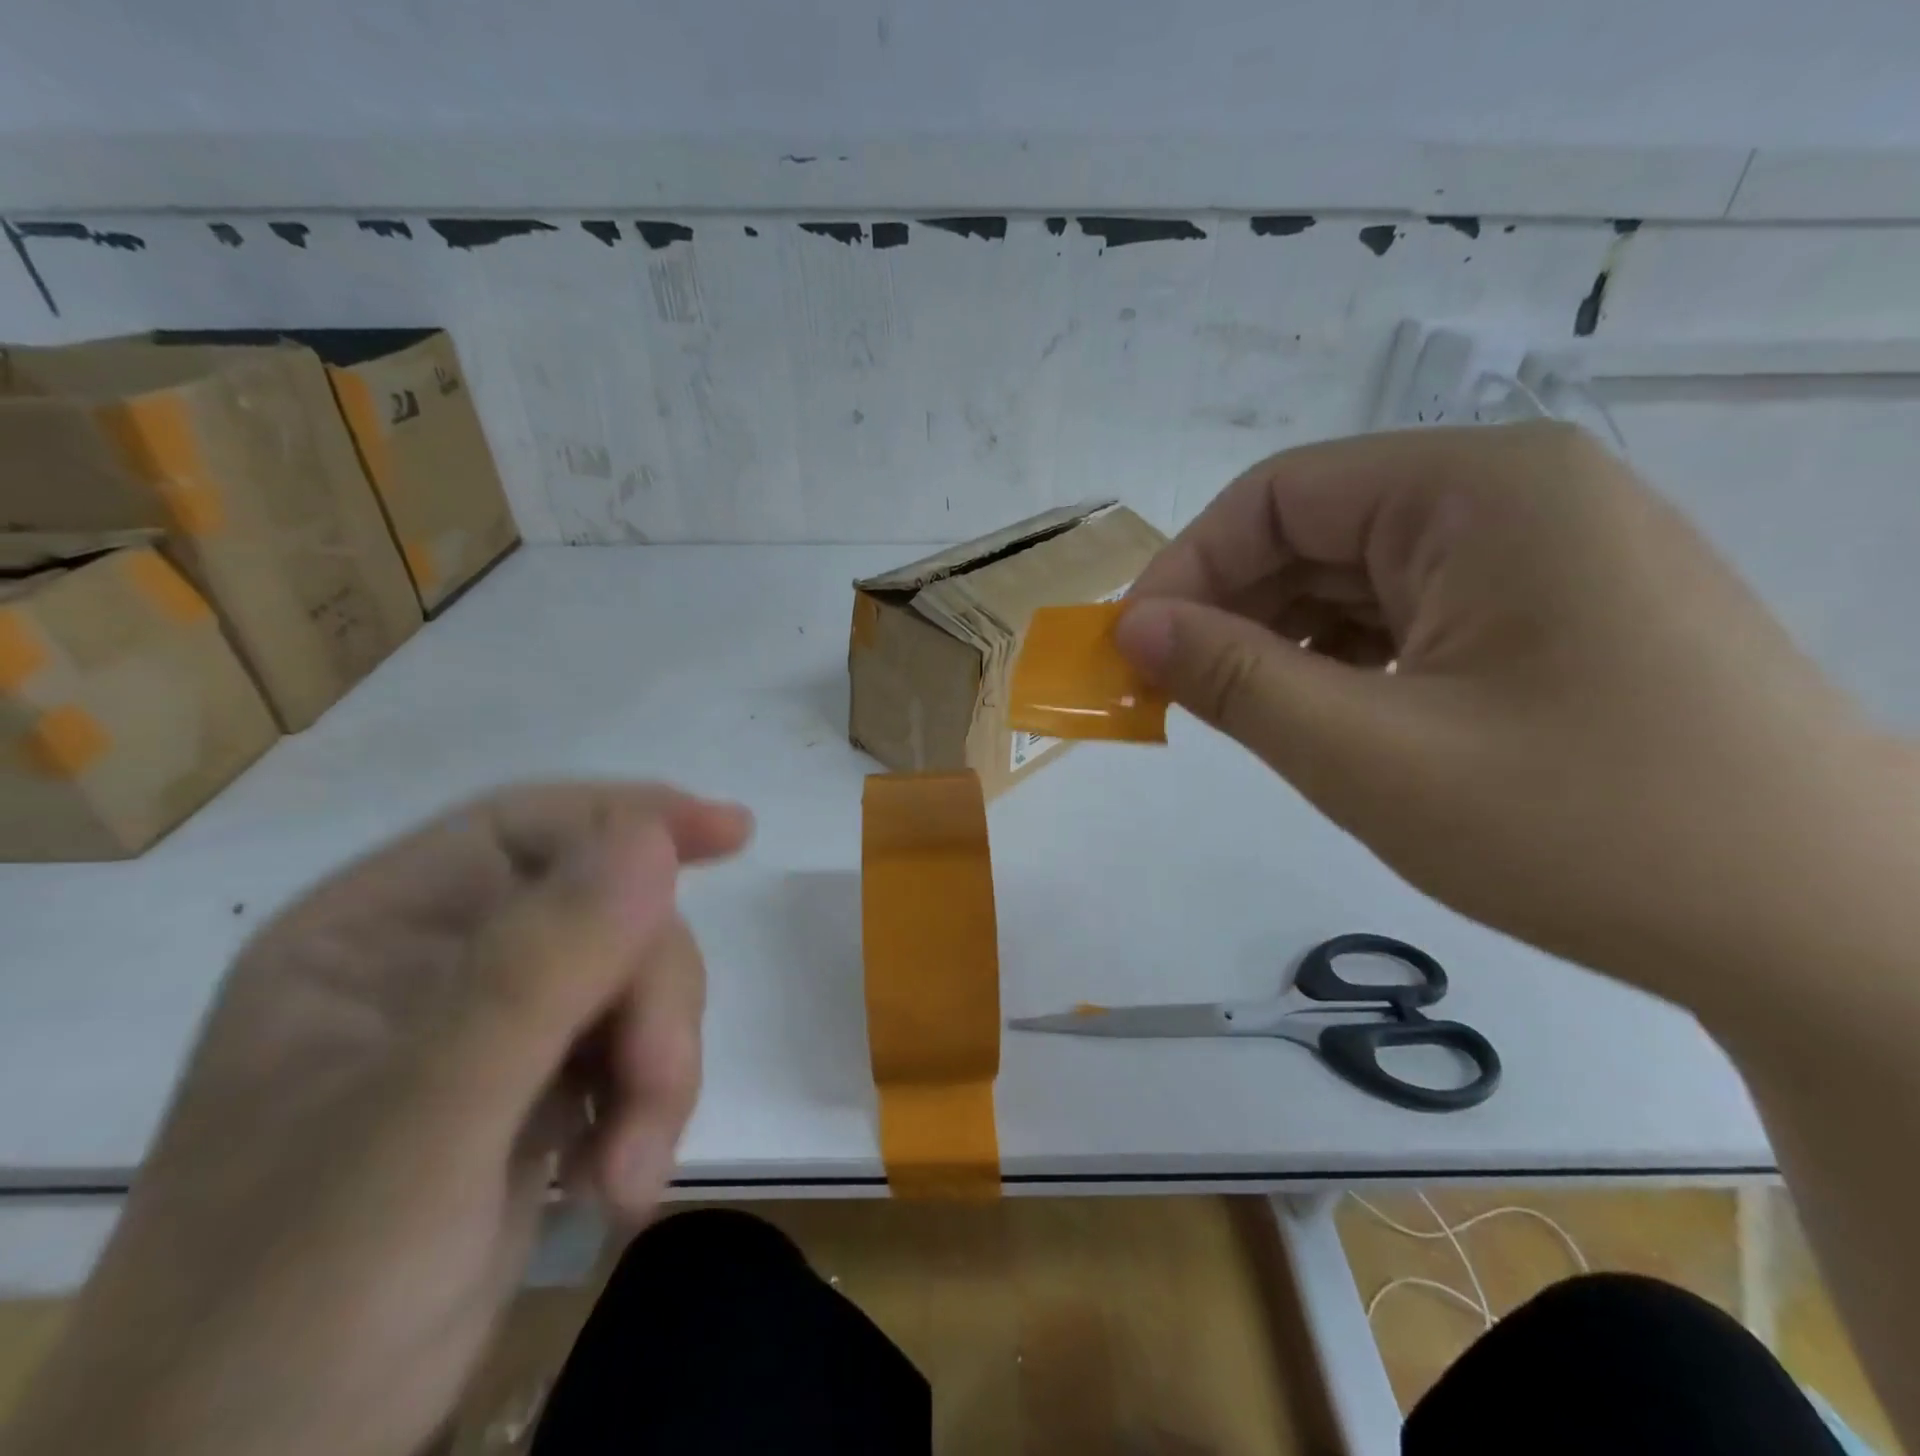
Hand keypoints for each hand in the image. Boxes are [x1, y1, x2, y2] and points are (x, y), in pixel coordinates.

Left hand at [6, 783, 752, 1455]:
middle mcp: (443, 963)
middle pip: (607, 918)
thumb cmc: (292, 1299)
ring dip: (658, 1073)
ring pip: (636, 989)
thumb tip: (652, 839)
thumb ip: (537, 972)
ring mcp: (495, 1030)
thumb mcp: (423, 1124)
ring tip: (629, 1174)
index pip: (529, 829)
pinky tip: (620, 1185)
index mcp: (382, 931)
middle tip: (654, 1089)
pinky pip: (636, 1055)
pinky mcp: (539, 1092)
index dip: (635, 818)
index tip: (732, 834)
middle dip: (651, 1000)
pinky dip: (650, 1114)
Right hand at [1117, 422, 1872, 1004]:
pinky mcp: (1555, 610)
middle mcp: (1515, 495)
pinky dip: (1343, 657)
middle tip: (1169, 692)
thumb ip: (1235, 678)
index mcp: (1479, 490)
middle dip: (1230, 608)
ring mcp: (1543, 552)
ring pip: (1358, 575)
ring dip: (1281, 638)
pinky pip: (1409, 612)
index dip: (1187, 568)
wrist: (1822, 930)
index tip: (1132, 650)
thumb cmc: (1582, 829)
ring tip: (1239, 711)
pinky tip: (1322, 713)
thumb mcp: (1368, 754)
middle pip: (1318, 530)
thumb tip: (1134, 629)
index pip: (1278, 496)